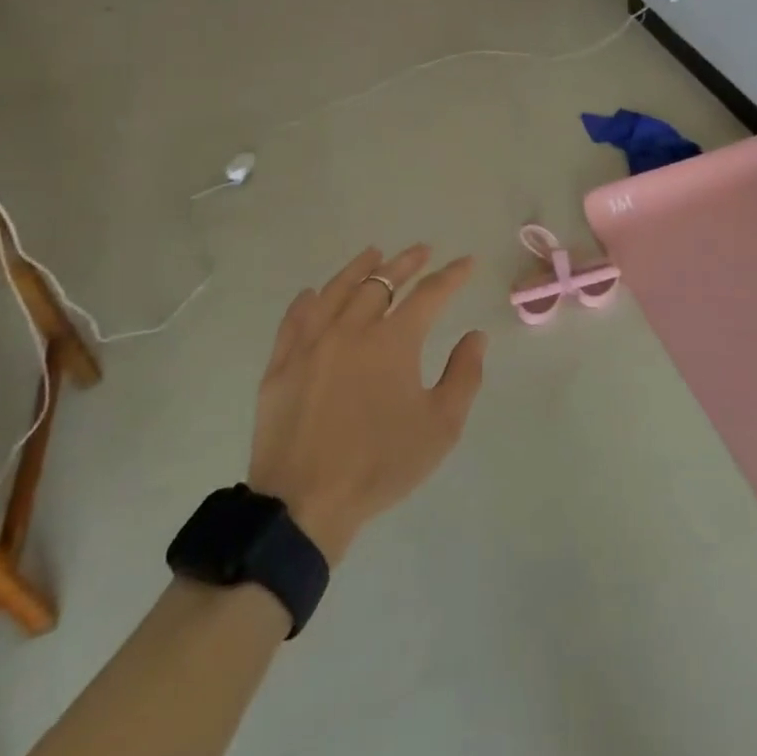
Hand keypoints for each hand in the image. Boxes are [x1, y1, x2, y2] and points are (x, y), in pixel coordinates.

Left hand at [247, 245, 485, 563]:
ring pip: (337, 291)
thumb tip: (475, 336)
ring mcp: (311, 344)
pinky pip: (294, 320)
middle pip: (381, 282)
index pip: (430, 294)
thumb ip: (464, 375)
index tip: (466, 262)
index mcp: (393, 341)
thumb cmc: (380, 464)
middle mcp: (352, 329)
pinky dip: (308, 301)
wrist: (304, 504)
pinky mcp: (281, 365)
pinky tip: (313, 293)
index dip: (452, 275)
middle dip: (406, 263)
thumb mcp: (441, 427)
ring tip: (373, 253)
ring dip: (359, 268)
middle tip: (422, 251)